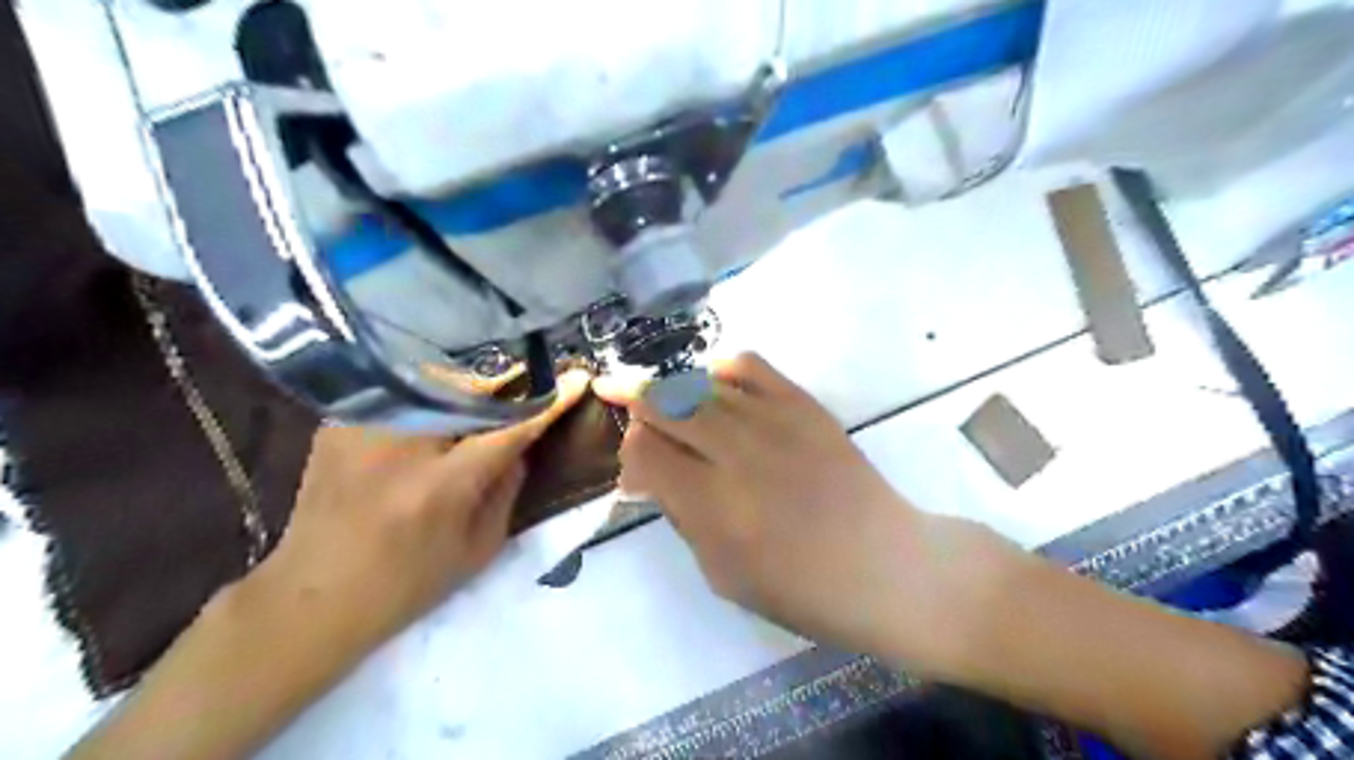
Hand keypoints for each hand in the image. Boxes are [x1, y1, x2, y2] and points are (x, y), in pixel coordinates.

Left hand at [250, 371, 590, 654]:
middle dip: (504, 389)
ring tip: (477, 407)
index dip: (548, 403)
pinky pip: (402, 396)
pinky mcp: (339, 424)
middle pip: (470, 390)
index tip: (577, 379)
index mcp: (441, 486)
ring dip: (467, 393)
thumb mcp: (478, 550)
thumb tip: (521, 445)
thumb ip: (507, 490)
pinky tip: (431, 421)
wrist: (311, 600)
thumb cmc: (406, 586)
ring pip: (435, 384)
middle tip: (522, 396)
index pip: (509, 429)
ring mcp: (363, 428)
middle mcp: (400, 446)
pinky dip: (428, 402)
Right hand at [598, 355, 1020, 673]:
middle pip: (663, 403)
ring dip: (671, 389)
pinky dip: (720, 369)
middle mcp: (738, 452)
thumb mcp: (721, 574)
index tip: (636, 474)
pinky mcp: (804, 404)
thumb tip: (655, 476)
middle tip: (623, 405)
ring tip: (664, 400)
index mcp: (714, 505)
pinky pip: (749, 365)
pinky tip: (713, 386)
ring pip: (699, 382)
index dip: (628, 456)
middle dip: (634, 402)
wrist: (885, 565)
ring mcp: (774, 420)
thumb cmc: (802, 589)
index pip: (644, 450)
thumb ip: (682, 516)